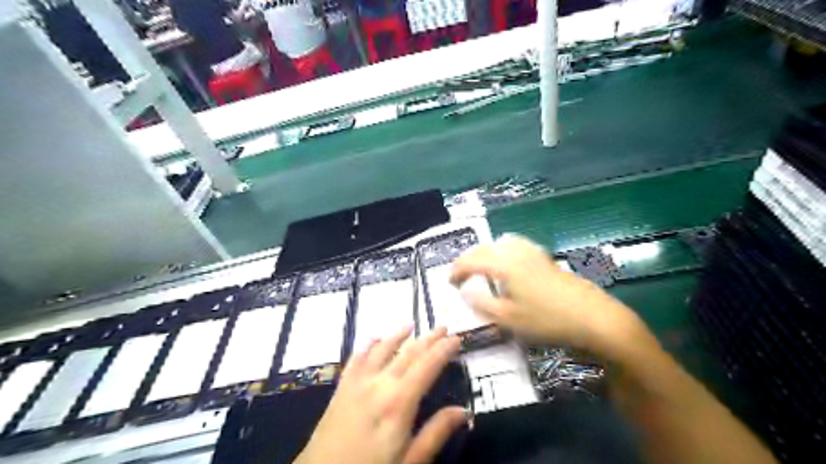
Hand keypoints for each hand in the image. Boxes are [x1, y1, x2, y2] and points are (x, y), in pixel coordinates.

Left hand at [296, 326, 463, 463]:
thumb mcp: (409, 462)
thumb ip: (435, 434)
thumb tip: (463, 411)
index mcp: (399, 402)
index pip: (427, 366)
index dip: (444, 350)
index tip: (457, 338)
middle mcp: (379, 384)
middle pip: (408, 353)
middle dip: (428, 338)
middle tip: (443, 327)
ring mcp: (357, 382)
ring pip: (382, 349)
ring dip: (398, 335)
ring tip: (411, 324)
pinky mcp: (341, 387)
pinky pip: (356, 358)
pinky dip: (368, 345)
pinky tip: (374, 338)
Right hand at [451, 234, 643, 357]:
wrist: (592, 317)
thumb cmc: (546, 320)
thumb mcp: (508, 318)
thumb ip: (481, 303)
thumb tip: (465, 291)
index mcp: (503, 264)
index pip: (471, 260)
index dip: (456, 270)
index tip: (449, 283)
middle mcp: (515, 251)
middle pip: (484, 248)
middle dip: (468, 260)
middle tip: (461, 277)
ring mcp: (532, 252)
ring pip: (500, 244)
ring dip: (485, 253)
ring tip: (481, 270)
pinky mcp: (544, 257)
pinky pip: (515, 246)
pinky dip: (502, 252)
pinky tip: (508, 267)